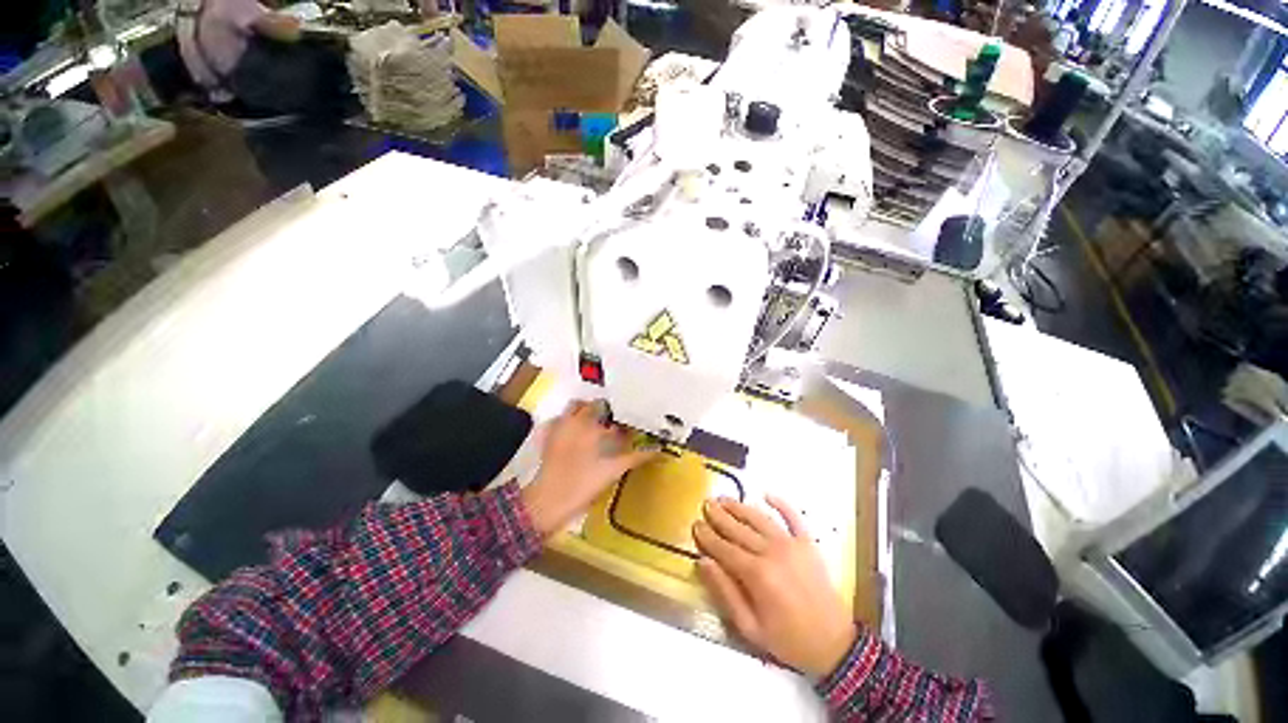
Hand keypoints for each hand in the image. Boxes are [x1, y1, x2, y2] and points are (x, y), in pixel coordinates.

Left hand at [521, 400, 655, 536]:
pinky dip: (565, 420)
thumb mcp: (613, 471)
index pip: (610, 412)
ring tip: (592, 424)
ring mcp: (559, 427)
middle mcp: (575, 420)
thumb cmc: (584, 484)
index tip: (626, 423)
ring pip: (572, 408)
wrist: (549, 500)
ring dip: (583, 410)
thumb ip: (636, 457)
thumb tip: (657, 450)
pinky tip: (571, 432)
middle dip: (602, 409)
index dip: (620, 417)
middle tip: (611, 422)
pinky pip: (556, 420)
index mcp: (592, 426)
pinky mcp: (546, 437)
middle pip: (590, 404)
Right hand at [693, 496, 856, 679]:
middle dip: (720, 516)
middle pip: (739, 529)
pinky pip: (793, 517)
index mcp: (757, 575)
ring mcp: (791, 544)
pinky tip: (767, 494)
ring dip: (740, 507)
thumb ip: (725, 592)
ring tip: (724, 499)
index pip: (724, 548)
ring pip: (759, 519)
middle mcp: (772, 552)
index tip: (695, 524)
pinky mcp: (808, 543)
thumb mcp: (750, 627)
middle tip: (706, 504)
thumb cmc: (788, 640)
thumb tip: (704, 562)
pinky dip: (781, 503)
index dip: (708, 536)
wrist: (834, 645)